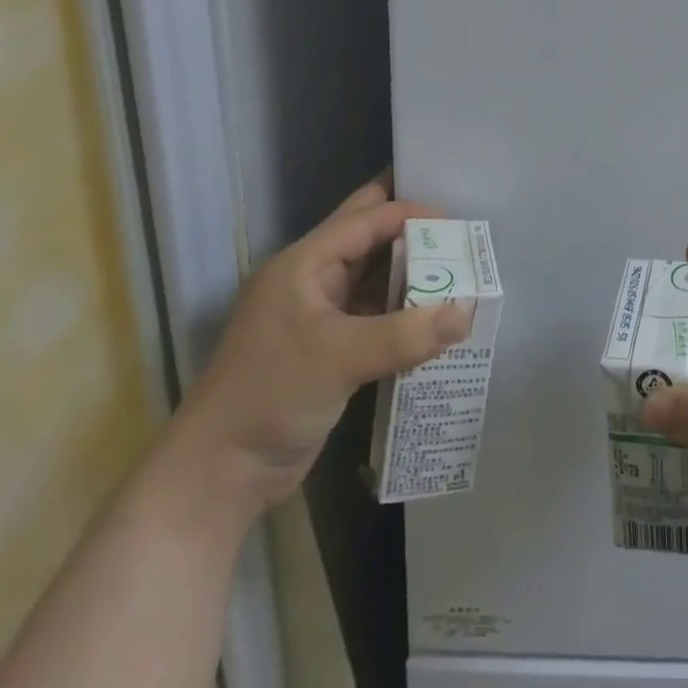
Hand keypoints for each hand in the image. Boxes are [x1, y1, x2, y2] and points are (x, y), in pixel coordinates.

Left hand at [167, 174, 472, 516]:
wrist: (220, 474)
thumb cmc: (271, 396)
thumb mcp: (341, 358)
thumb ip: (407, 333)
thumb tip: (467, 314)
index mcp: (304, 264)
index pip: (367, 218)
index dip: (412, 213)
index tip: (460, 223)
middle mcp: (312, 279)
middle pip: (369, 237)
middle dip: (412, 229)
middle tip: (460, 226)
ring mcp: (320, 315)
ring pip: (375, 276)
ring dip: (413, 272)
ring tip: (461, 268)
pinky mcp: (331, 348)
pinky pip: (377, 313)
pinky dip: (406, 309)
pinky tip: (439, 314)